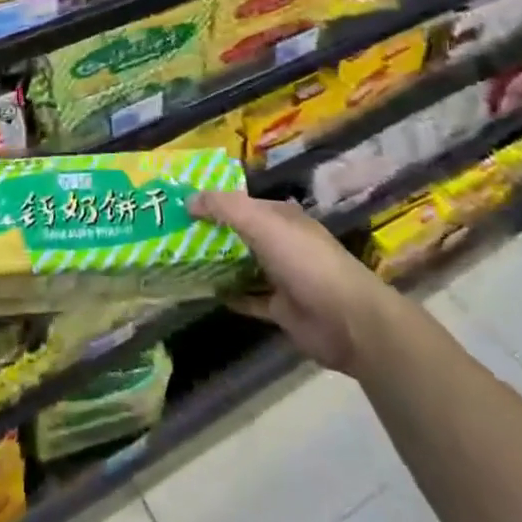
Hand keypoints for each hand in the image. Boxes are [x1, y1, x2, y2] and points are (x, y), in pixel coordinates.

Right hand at [189, 189, 385, 375]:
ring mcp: (283, 276)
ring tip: (180, 261)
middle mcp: (282, 242)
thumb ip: (225, 207)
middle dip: (212, 232)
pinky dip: (231, 295)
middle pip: (241, 233)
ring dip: (218, 263)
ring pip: (243, 265)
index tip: (181, 205)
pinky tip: (205, 293)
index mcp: (281, 217)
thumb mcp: (262, 223)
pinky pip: (250, 298)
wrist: (348, 321)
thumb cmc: (305, 261)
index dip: (213, 202)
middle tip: (173, 233)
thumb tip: (188, 200)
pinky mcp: (282, 309)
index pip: (242, 202)